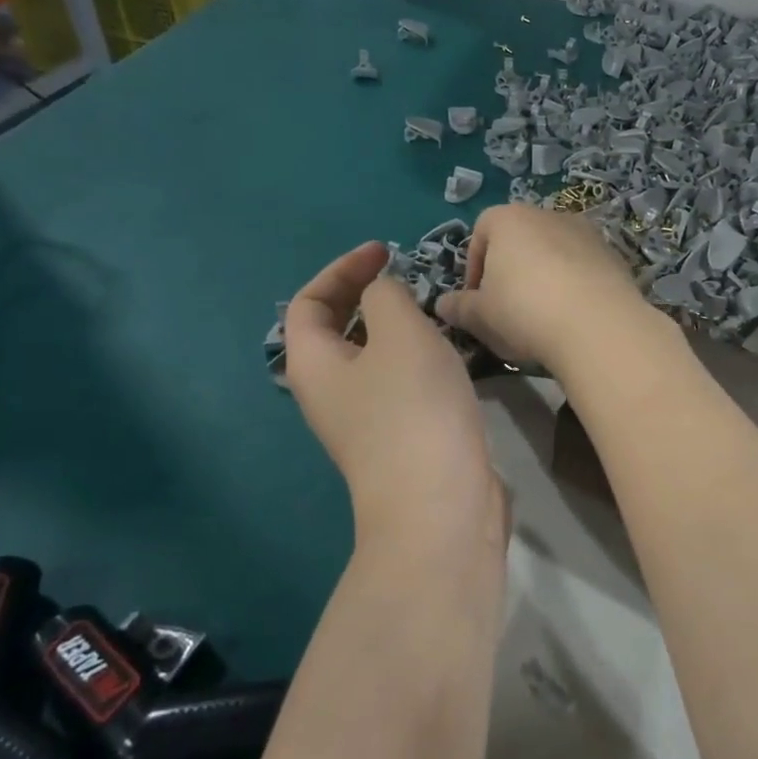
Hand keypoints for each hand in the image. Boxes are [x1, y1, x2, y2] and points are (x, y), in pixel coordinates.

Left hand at [284, 242, 507, 552]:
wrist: (440, 504)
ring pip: (371, 357)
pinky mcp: (399, 438)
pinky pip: (398, 382)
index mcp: (313, 365)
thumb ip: (387, 296)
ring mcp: (364, 420)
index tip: (385, 253)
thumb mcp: (400, 334)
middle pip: (335, 330)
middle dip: (366, 296)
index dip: (341, 269)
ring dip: (395, 327)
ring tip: (432, 310)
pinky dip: (416, 357)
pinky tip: (449, 354)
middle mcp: (329, 393)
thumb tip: (382, 292)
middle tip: (404, 277)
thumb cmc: (413, 410)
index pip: (308, 303)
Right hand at [435, 205, 666, 376]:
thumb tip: (442, 305)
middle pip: (520, 240)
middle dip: (511, 271)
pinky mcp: (613, 255)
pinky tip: (573, 317)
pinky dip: (574, 286)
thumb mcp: (480, 316)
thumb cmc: (524, 311)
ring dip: (544, 277)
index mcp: (509, 219)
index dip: (475, 267)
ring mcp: (586, 232)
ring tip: (543, 316)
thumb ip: (459, 307)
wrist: (597, 325)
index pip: (481, 232)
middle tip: (508, 310)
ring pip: (554, 253)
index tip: (477, 300)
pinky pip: (583, 268)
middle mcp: (548, 214)